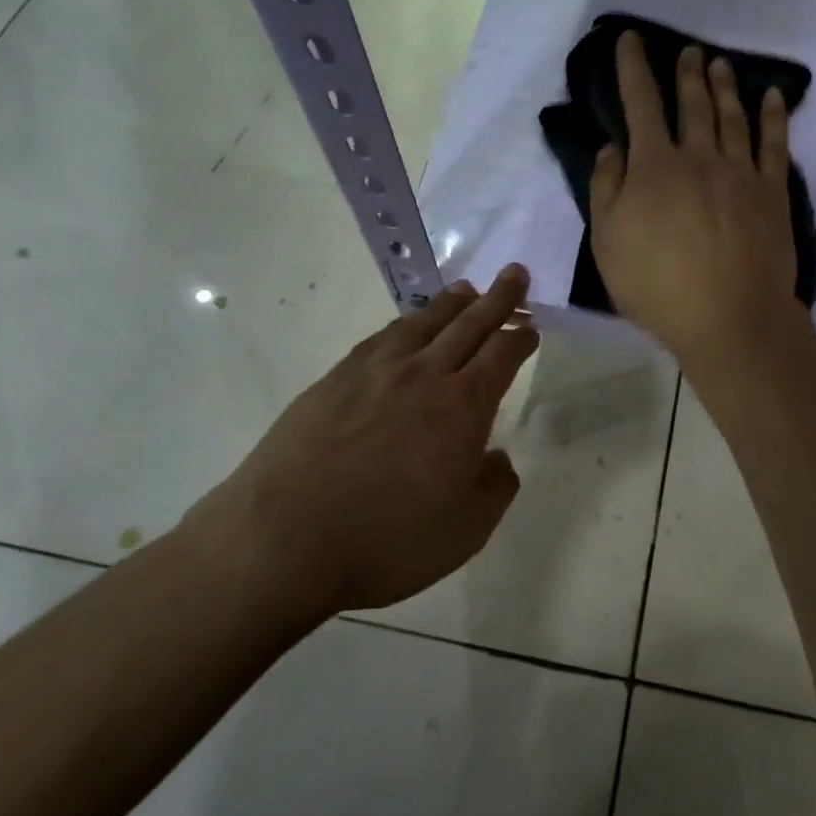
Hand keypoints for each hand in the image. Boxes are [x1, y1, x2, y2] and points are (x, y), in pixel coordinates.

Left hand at [187, 266, 538, 616]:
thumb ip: (494, 487)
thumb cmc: (388, 542)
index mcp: (463, 407)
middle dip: (497, 299)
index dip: (521, 338)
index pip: (502, 356)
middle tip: (514, 273)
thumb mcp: (466, 530)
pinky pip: (382, 337)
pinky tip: (408, 325)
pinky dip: (406, 323)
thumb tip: (496, 457)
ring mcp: (376, 372)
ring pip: (424, 323)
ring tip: (467, 289)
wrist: (284, 541)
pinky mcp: (335, 379)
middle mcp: (424, 376)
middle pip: (469, 325)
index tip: (531, 327)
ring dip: (452, 303)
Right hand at [590, 30, 803, 366]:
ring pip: (732, 117)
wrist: (729, 317)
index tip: (631, 39)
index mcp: (654, 167)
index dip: (634, 69)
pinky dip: (774, 117)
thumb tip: (613, 147)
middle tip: (689, 51)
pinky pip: (774, 145)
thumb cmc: (658, 285)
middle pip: (692, 105)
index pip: (641, 105)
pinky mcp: (772, 192)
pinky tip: (773, 97)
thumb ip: (607, 189)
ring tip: (720, 64)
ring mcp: (740, 173)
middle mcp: (699, 158)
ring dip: (725, 87)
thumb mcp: (608, 242)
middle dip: (687, 74)